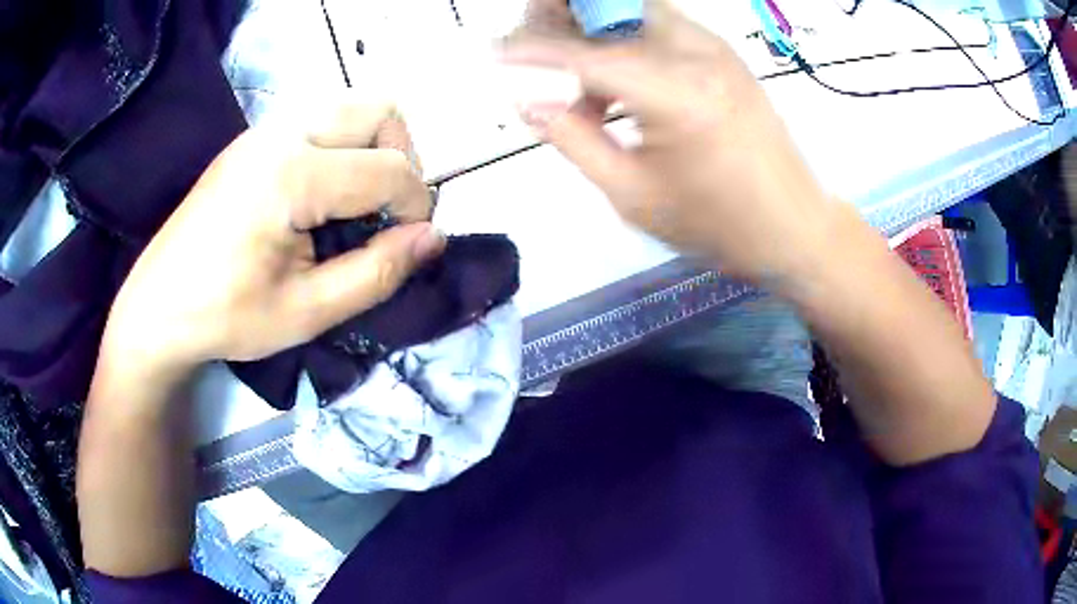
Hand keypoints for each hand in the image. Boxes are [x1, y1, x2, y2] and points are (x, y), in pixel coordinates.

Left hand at [100, 102, 443, 378]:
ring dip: (373, 147)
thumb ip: (377, 272)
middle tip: (386, 211)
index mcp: (291, 176)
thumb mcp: (307, 312)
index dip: (416, 207)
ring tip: (358, 201)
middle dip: (402, 158)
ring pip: (351, 106)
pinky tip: (322, 195)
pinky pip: (320, 120)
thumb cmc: (226, 317)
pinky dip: (342, 147)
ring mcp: (264, 130)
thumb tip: (433, 238)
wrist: (157, 306)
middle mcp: (282, 134)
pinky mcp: (253, 139)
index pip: (389, 169)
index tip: (408, 245)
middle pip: (379, 110)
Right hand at [505, 0, 836, 283]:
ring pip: (631, 9)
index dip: (529, 49)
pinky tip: (619, 87)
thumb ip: (573, 140)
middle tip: (533, 52)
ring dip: (592, 29)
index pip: (581, 51)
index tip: (491, 51)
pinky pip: (657, 26)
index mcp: (675, 93)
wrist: (796, 226)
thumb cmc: (719, 226)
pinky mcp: (723, 53)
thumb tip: (529, 101)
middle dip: (560, 16)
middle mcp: (695, 52)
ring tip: (578, 85)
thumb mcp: (633, 196)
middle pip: (608, 4)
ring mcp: (714, 47)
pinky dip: (624, 41)